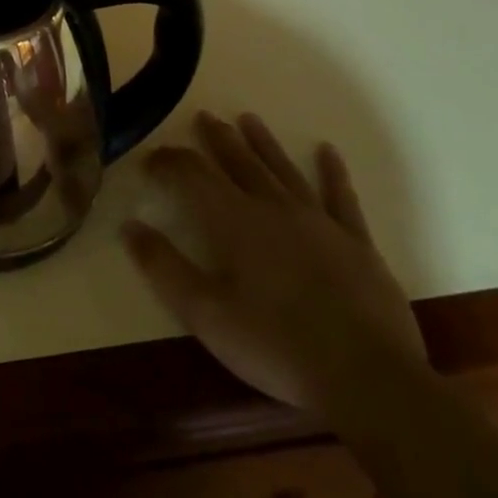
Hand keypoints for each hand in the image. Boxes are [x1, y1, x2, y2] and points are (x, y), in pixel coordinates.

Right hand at [123, 113, 426, 414]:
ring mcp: (319, 222)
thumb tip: (129, 225)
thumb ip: (163, 266)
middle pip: (239, 162)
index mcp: (233, 221)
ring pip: (283, 170)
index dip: (168, 162)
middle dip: (216, 139)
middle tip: (203, 117)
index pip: (192, 174)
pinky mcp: (357, 244)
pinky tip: (328, 151)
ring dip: (263, 143)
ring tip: (248, 119)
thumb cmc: (276, 346)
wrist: (369, 379)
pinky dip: (333, 172)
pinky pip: (341, 198)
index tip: (150, 160)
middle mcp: (273, 208)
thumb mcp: (205, 313)